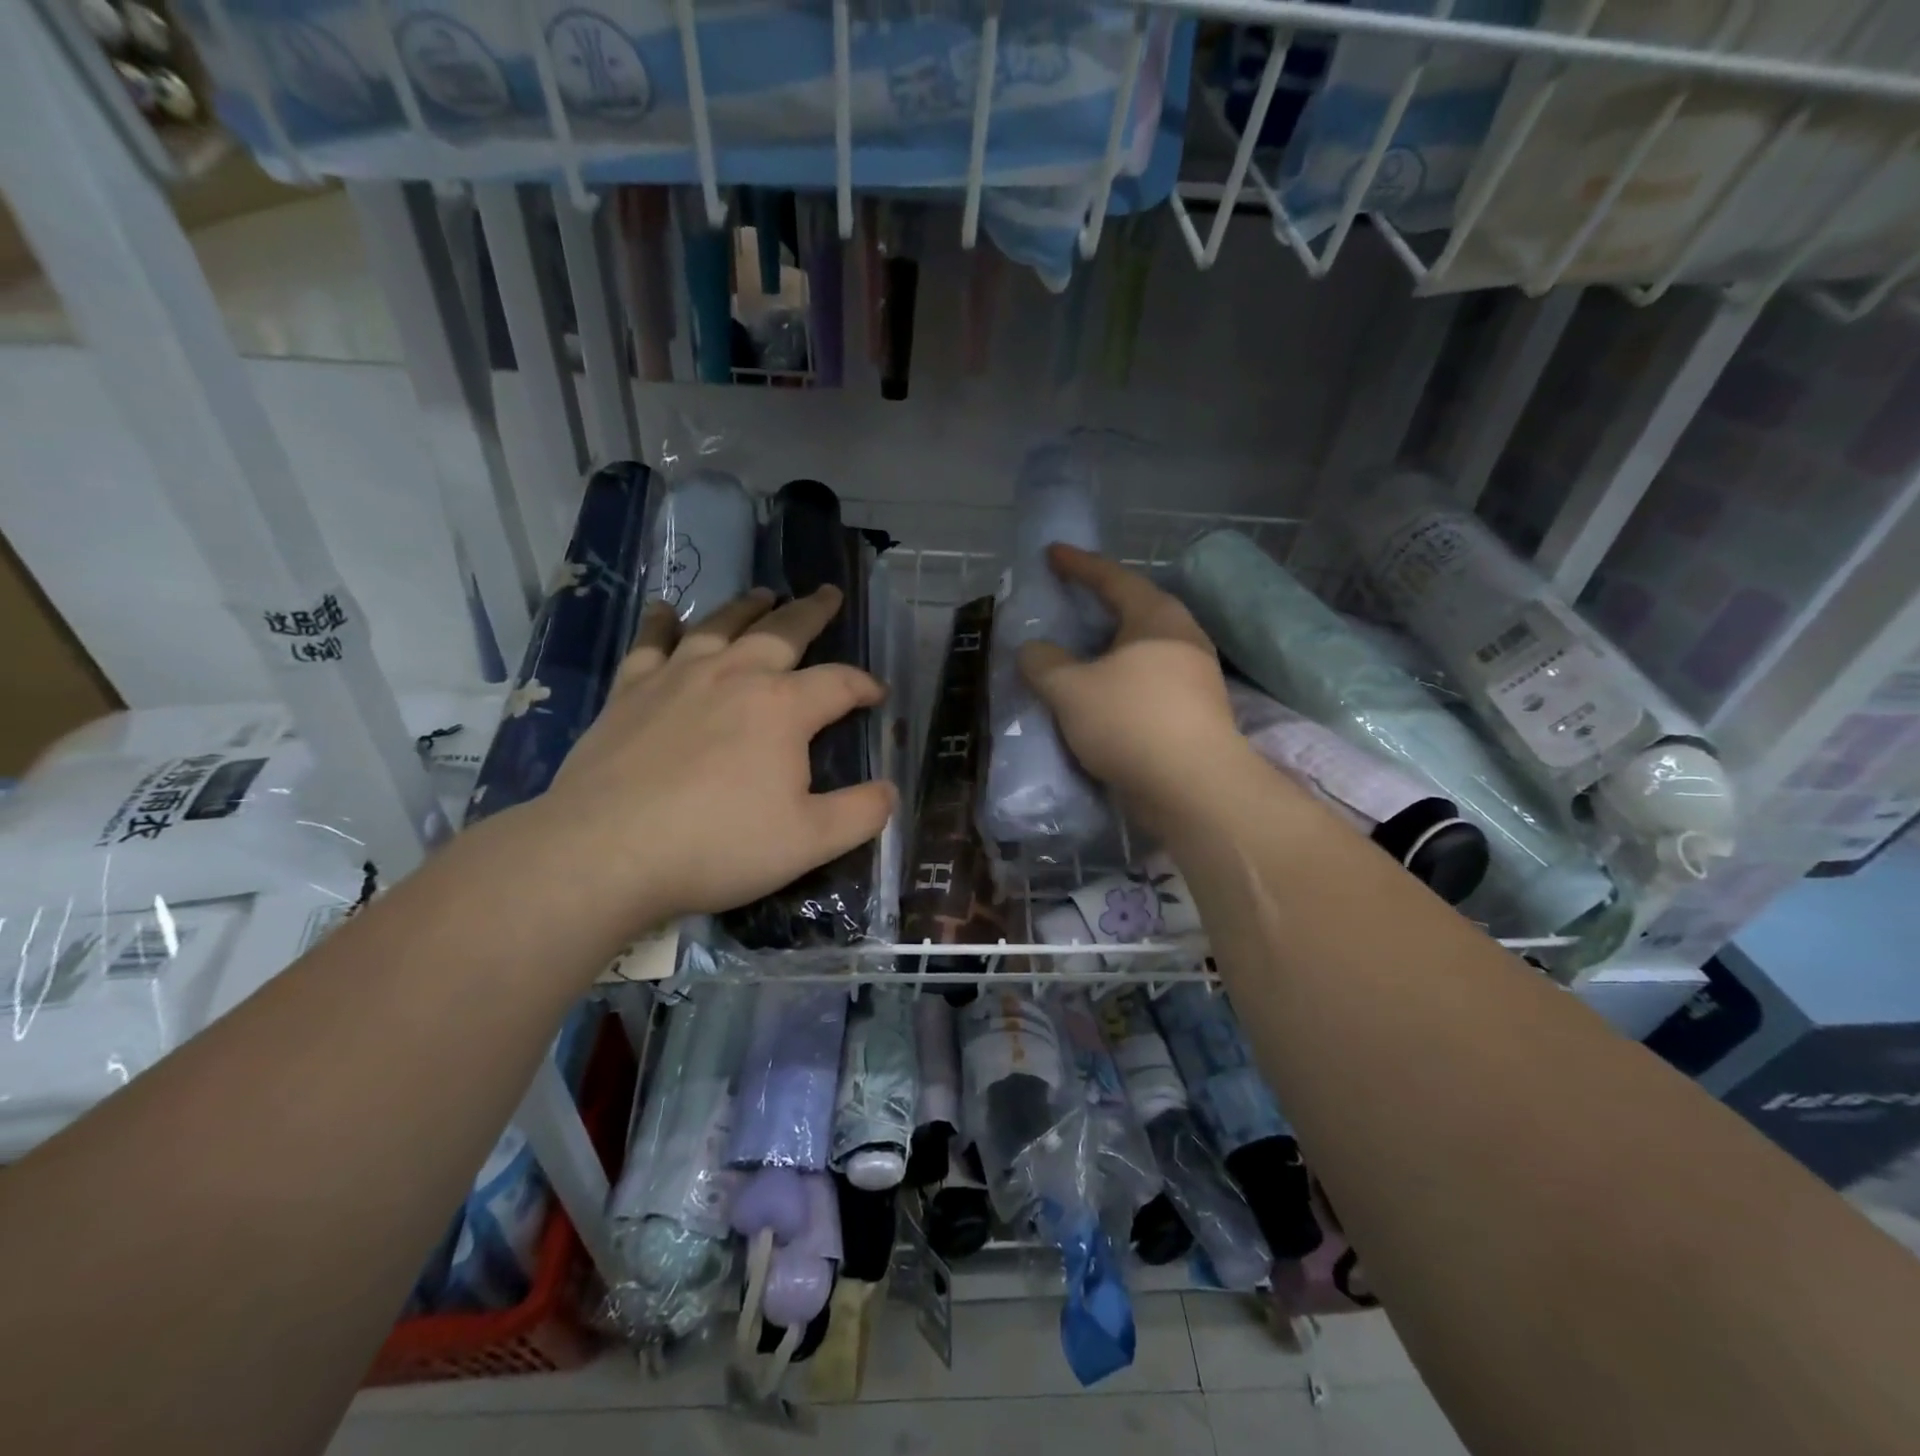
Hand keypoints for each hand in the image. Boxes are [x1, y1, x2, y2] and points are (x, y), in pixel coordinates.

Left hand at [536, 586, 895, 935]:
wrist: (605, 852)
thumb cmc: (717, 845)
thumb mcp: (810, 841)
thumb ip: (861, 813)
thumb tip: (889, 789)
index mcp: (783, 708)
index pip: (839, 683)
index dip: (865, 685)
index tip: (878, 695)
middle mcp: (734, 676)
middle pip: (783, 632)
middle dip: (811, 612)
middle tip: (827, 593)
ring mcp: (678, 677)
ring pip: (721, 626)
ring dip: (747, 607)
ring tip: (764, 594)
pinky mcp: (630, 691)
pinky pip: (651, 643)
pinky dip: (661, 622)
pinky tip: (666, 609)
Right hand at [1018, 545, 1245, 829]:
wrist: (1194, 789)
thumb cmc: (1131, 722)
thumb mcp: (1070, 689)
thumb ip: (1044, 663)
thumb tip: (1034, 651)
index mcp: (1156, 617)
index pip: (1112, 578)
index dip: (1079, 565)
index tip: (1053, 553)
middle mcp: (1182, 638)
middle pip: (1135, 610)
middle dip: (1100, 605)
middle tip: (1070, 601)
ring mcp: (1194, 677)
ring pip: (1143, 650)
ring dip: (1110, 649)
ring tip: (1081, 652)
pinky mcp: (1195, 713)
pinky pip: (1148, 682)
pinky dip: (1121, 680)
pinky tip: (1102, 696)